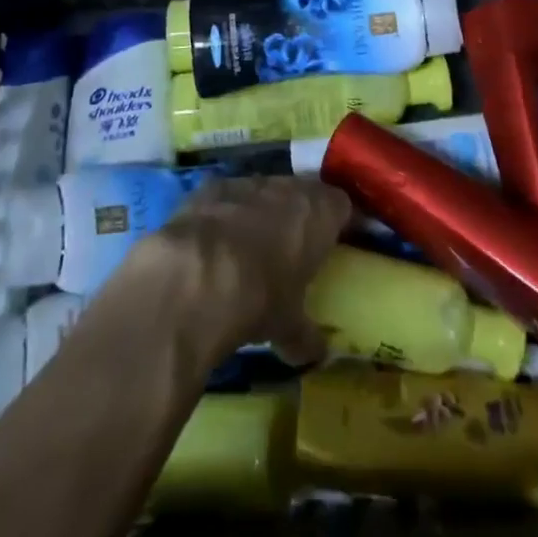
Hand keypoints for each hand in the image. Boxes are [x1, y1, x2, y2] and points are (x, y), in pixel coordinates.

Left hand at [133, 176, 350, 362]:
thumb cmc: (259, 298)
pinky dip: (226, 214)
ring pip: (264, 191)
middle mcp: (287, 188)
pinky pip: (227, 197)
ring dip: (262, 212)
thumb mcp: (288, 327)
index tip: (335, 243)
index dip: (339, 222)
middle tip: (294, 247)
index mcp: (319, 214)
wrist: (195, 277)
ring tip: (251, 246)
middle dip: (299, 215)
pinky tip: (215, 244)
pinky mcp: (210, 187)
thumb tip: (317, 353)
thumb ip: (306, 335)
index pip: (342, 205)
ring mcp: (247, 183)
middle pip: (303, 192)